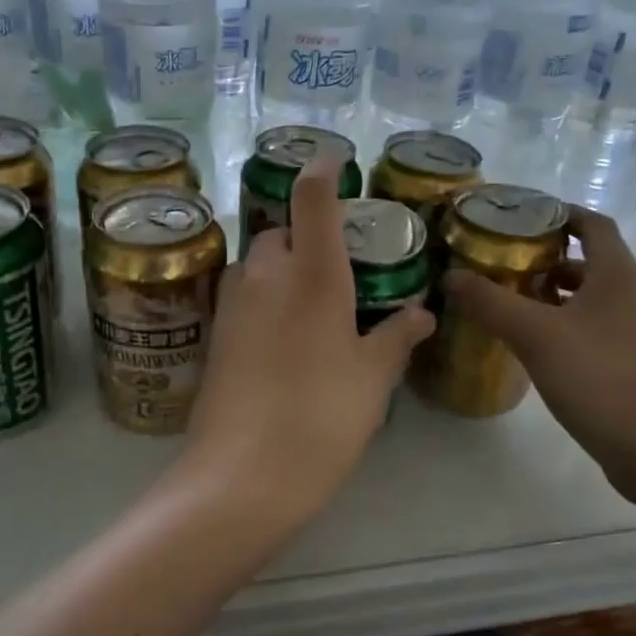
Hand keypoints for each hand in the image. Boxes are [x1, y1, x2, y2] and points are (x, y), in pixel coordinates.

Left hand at [178, 159, 434, 529]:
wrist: (241, 477)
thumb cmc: (320, 419)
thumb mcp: (372, 379)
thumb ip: (396, 337)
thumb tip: (422, 313)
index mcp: (311, 274)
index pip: (312, 197)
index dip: (322, 168)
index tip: (335, 159)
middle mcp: (264, 276)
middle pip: (280, 230)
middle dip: (306, 233)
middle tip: (339, 263)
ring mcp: (232, 305)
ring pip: (256, 264)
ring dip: (282, 267)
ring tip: (313, 302)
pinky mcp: (214, 336)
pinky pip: (243, 297)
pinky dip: (264, 298)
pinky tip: (285, 335)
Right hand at [441, 208, 635, 496]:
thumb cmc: (596, 376)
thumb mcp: (533, 334)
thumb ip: (490, 301)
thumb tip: (451, 275)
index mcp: (619, 275)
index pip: (595, 224)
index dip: (562, 215)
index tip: (526, 219)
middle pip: (594, 262)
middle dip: (552, 262)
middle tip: (510, 268)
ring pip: (598, 299)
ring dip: (561, 297)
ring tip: (520, 308)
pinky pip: (603, 329)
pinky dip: (573, 326)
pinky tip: (545, 349)